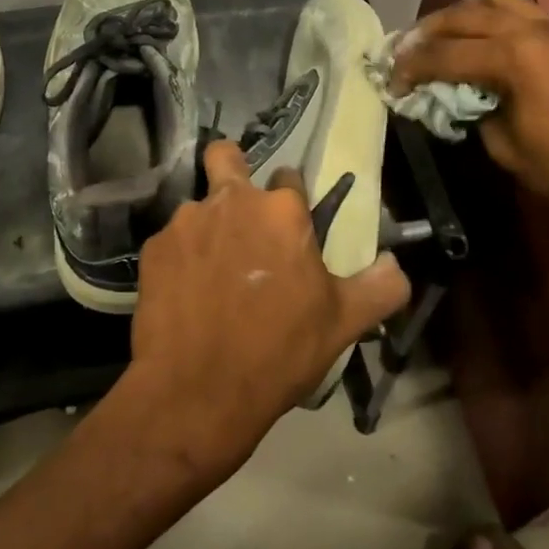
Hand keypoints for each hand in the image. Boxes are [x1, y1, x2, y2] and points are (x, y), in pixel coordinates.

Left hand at [122, 141, 410, 482]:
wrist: (197, 392)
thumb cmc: (279, 351)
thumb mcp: (345, 323)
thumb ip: (381, 286)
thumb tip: (395, 265)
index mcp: (281, 210)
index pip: (289, 176)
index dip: (291, 202)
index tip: (291, 231)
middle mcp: (231, 200)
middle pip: (226, 157)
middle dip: (232, 170)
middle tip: (241, 216)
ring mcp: (185, 222)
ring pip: (198, 206)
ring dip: (208, 226)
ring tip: (213, 271)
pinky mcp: (153, 249)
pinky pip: (171, 241)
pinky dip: (181, 258)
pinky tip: (186, 294)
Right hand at [392, 0, 548, 222]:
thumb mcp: (507, 148)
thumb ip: (475, 114)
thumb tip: (460, 99)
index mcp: (514, 58)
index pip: (446, 54)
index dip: (411, 67)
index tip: (390, 80)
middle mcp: (531, 30)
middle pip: (466, 14)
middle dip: (429, 30)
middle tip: (406, 49)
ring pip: (496, 0)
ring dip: (462, 13)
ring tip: (443, 35)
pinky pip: (521, 10)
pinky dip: (491, 17)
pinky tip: (481, 40)